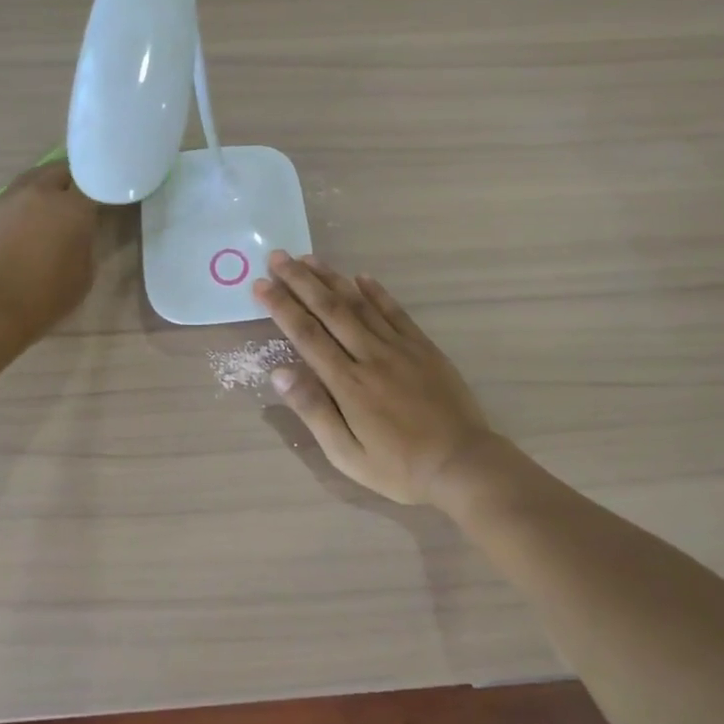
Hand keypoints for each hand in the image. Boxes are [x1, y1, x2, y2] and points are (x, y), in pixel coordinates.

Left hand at [0, 161, 98, 342]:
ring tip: (41, 214)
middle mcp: (38, 193)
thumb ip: (84, 243)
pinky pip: (4, 204)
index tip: (100, 200)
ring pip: (28, 182)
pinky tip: (14, 234)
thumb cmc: (46, 296)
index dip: (97, 188)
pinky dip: (14, 212)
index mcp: (71, 207)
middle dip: (68, 181)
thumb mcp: (84, 274)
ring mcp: (4, 201)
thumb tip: (78, 232)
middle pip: (57, 170)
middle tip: (73, 200)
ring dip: (39, 192)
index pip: (91, 181)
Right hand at [253, 251, 496, 504]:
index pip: (306, 335)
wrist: (462, 464)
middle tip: (277, 256)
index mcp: (347, 383)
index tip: (261, 284)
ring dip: (332, 279)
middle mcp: (370, 356)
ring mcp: (400, 347)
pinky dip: (376, 292)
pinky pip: (395, 312)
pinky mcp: (423, 347)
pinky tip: (360, 277)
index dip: (281, 306)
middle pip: (329, 309)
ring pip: (359, 304)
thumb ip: (314, 410)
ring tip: (308, 258)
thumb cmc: (398, 468)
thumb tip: (279, 372)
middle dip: (300, 281)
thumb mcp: (347, 454)